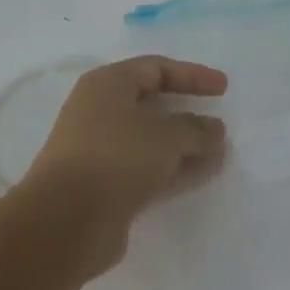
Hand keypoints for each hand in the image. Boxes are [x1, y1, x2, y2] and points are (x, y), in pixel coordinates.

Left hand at [22, 56, 227, 273]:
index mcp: (107, 85)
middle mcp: (101, 112)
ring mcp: (102, 150)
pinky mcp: (107, 185)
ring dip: (186, 144)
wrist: (66, 221)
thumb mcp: (165, 135)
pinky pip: (148, 168)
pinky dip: (175, 168)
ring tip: (221, 151)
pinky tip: (205, 172)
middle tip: (220, 121)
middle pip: (152, 104)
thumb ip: (195, 129)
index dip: (192, 75)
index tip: (223, 88)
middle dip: (188, 113)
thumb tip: (214, 129)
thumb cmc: (115, 157)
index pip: (155, 68)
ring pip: (152, 140)